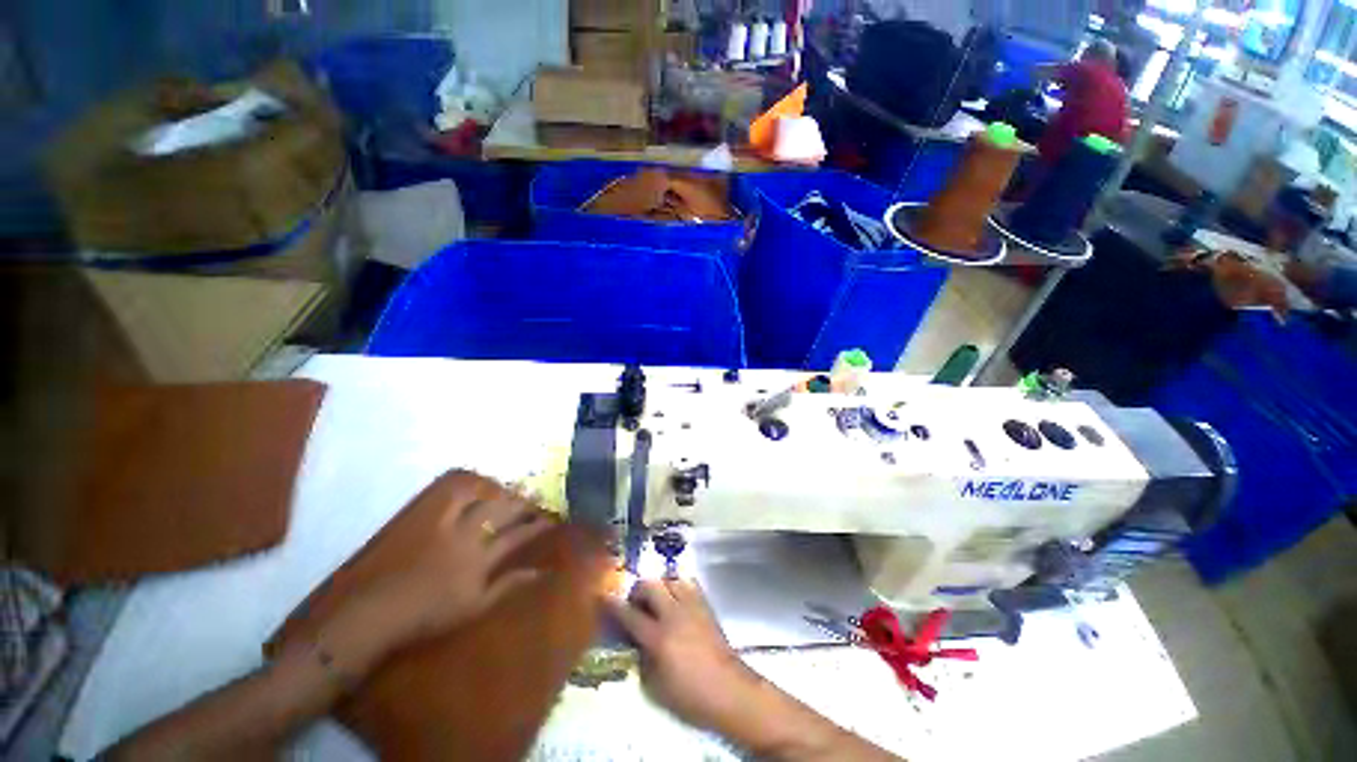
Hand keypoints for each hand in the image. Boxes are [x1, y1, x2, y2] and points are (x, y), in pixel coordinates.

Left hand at [373, 492, 552, 645]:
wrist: (376, 612)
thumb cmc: (428, 617)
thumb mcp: (475, 607)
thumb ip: (508, 585)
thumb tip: (540, 571)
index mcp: (482, 560)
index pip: (518, 536)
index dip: (537, 526)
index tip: (551, 519)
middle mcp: (469, 536)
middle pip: (503, 511)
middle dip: (523, 503)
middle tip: (535, 497)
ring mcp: (447, 525)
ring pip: (480, 498)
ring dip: (497, 491)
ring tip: (506, 490)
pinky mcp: (425, 518)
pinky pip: (449, 494)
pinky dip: (465, 486)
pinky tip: (472, 484)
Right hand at [607, 579, 762, 732]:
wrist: (728, 689)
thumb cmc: (689, 695)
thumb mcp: (656, 686)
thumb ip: (642, 657)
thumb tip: (635, 639)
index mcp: (659, 638)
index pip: (630, 614)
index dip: (613, 604)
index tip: (603, 595)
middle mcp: (674, 614)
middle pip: (650, 585)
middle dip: (638, 589)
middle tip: (635, 602)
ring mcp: (691, 606)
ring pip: (669, 578)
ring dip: (659, 585)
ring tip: (657, 599)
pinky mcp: (705, 604)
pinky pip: (688, 583)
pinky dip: (677, 585)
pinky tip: (676, 599)